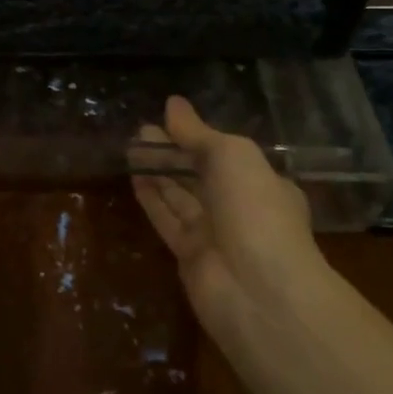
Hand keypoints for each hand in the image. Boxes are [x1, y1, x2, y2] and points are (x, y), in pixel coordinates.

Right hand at [131, 96, 325, 339]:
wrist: (258, 289)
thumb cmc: (254, 209)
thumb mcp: (231, 156)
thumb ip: (197, 132)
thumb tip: (172, 104)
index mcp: (263, 183)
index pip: (225, 155)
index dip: (195, 137)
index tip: (165, 119)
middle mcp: (240, 208)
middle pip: (199, 175)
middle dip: (171, 153)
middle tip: (139, 132)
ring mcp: (215, 234)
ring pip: (180, 196)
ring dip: (157, 171)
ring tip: (129, 146)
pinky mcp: (189, 255)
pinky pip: (167, 219)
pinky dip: (151, 198)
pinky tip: (132, 176)